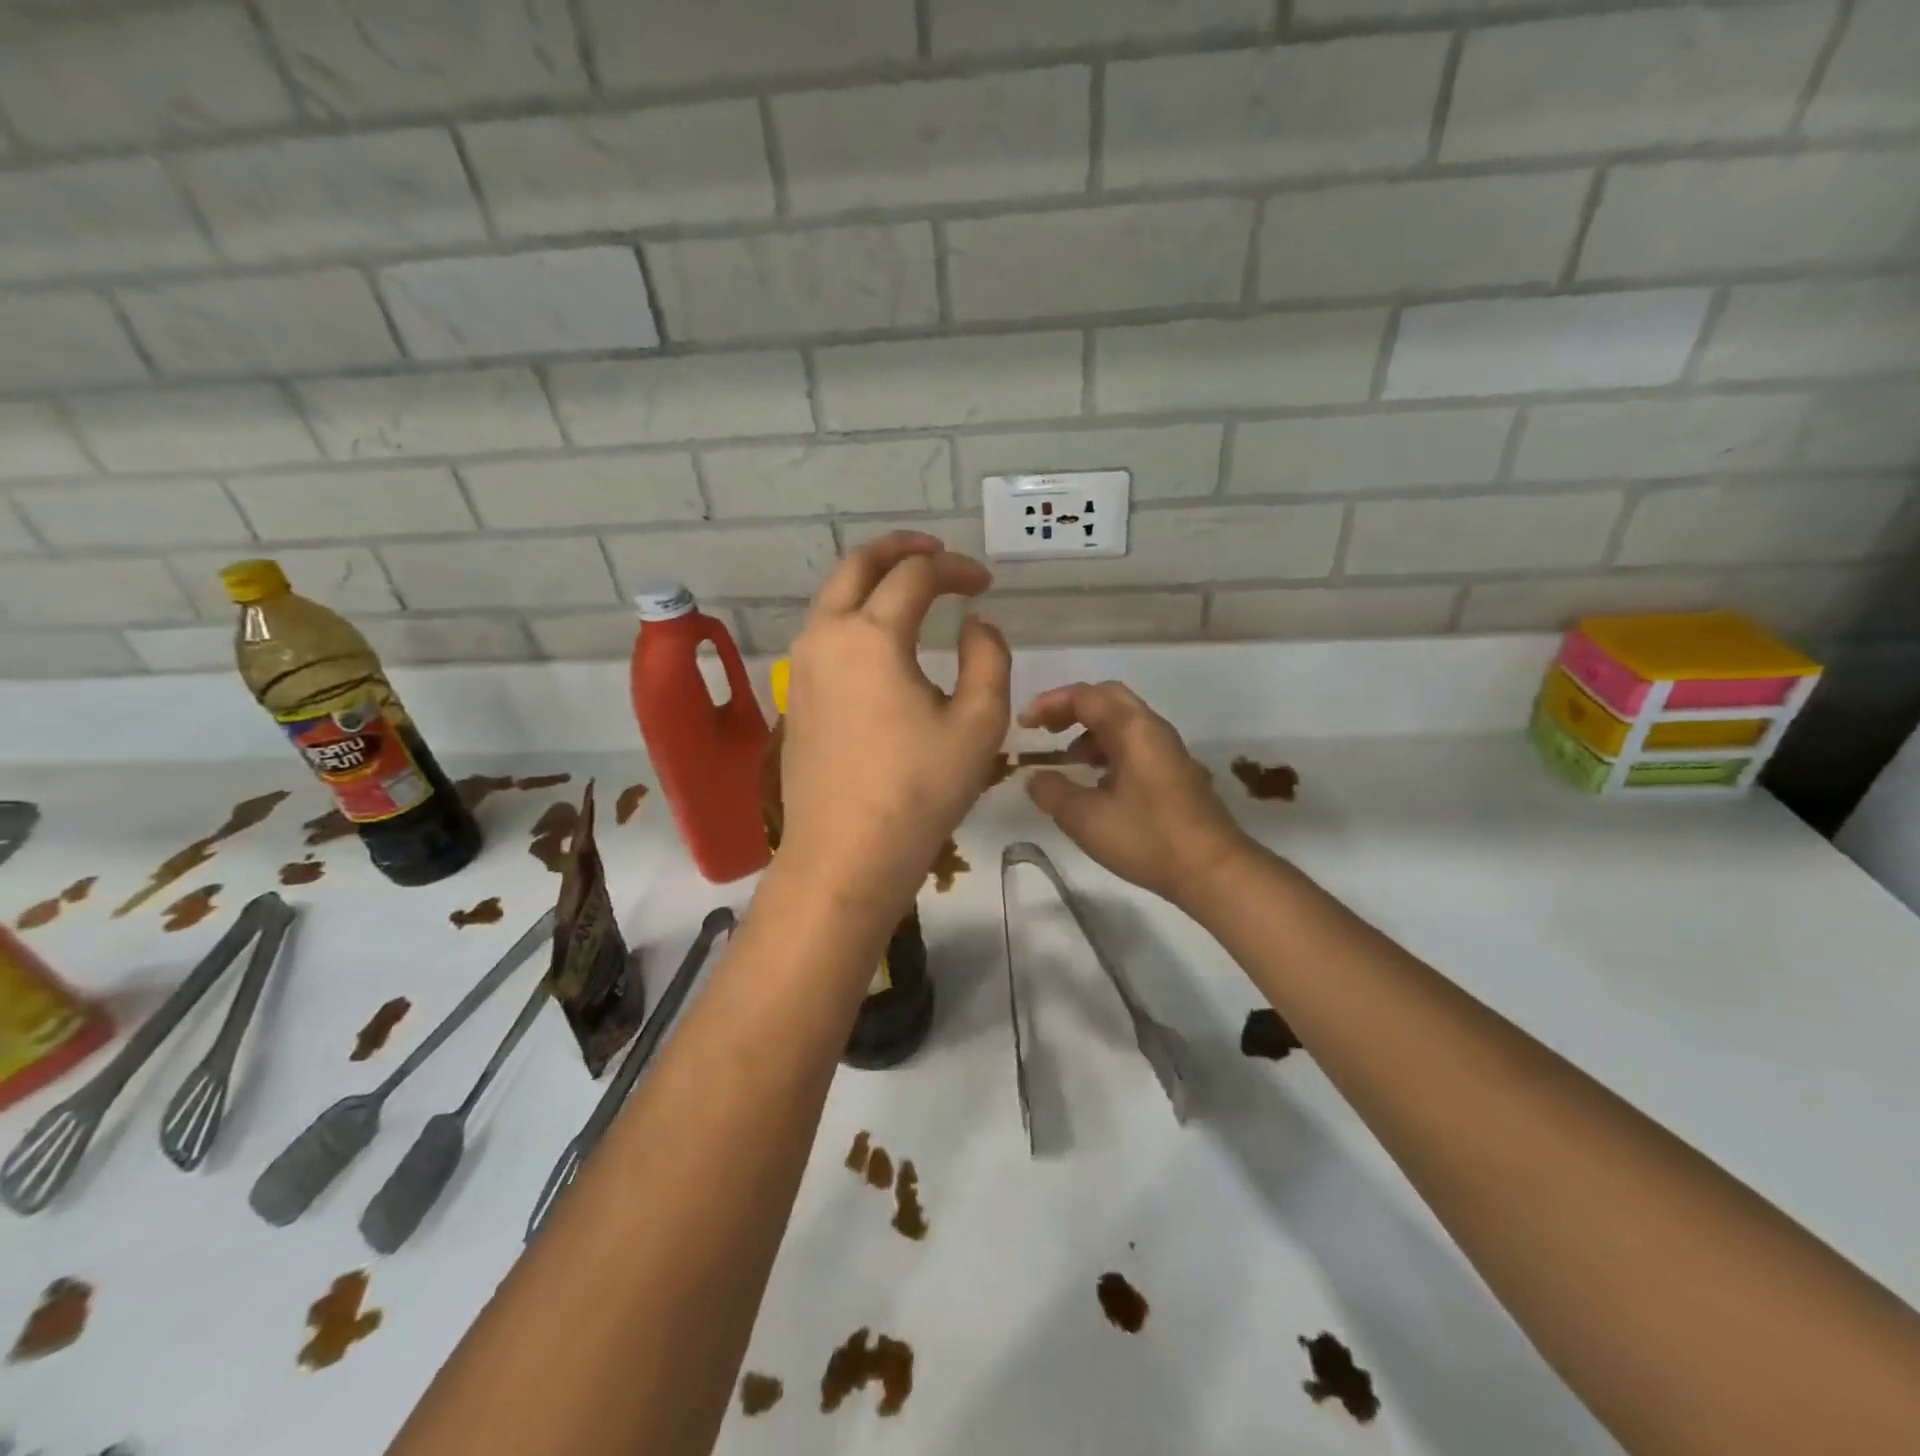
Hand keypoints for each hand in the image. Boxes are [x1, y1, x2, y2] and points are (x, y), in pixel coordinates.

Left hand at [778, 532, 1010, 911]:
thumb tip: (976, 625)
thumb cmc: (918, 791)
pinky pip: (824, 632)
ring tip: (908, 588)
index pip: (916, 576)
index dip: (956, 569)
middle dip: (899, 550)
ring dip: (871, 580)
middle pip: (857, 566)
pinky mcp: (796, 695)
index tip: (985, 584)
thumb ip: (988, 659)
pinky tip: (881, 639)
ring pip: (833, 597)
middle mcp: (827, 636)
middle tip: (935, 552)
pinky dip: (854, 614)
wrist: (845, 855)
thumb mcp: (978, 724)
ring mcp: (802, 666)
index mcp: (872, 636)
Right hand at [1020, 681, 1251, 906]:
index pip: (1085, 696)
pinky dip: (1109, 751)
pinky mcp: (1177, 773)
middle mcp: (1153, 730)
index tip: (1024, 725)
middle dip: (1072, 708)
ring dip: (1090, 732)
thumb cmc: (1147, 838)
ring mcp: (1169, 751)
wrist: (1212, 870)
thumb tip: (1036, 778)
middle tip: (1046, 730)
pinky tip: (1098, 784)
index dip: (1049, 704)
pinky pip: (1136, 745)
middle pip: (1108, 699)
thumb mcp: (1086, 819)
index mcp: (1132, 729)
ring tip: (1067, 761)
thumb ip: (1053, 793)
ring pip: (1124, 722)